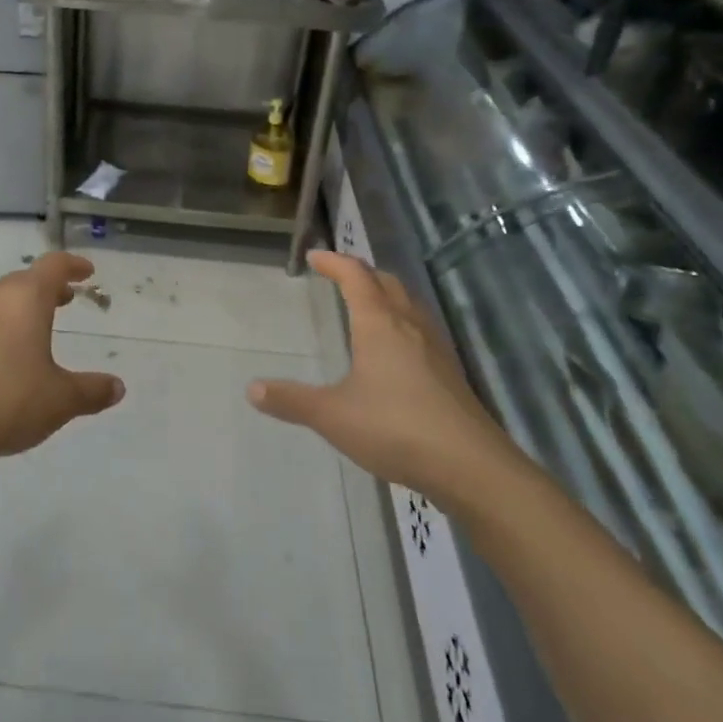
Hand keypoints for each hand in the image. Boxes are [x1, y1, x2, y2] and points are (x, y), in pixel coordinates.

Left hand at [0, 252, 124, 466]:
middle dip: (48, 288)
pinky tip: (1, 356)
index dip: (73, 265)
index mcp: (25, 298)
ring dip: (20, 307)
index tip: (87, 273)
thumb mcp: (60, 400)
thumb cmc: (6, 402)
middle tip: (66, 301)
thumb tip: (117, 388)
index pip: (53, 265)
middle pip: (24, 280)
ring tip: (35, 329)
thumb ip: (92, 391)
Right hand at [248, 251, 512, 494]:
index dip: (334, 262)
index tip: (315, 256)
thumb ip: (292, 401)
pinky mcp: (450, 372)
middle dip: (362, 272)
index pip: (356, 277)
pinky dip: (402, 319)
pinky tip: (396, 349)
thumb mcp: (332, 416)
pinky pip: (421, 328)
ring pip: (409, 304)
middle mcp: (410, 326)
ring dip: (386, 293)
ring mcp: (436, 348)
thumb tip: (252, 389)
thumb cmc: (395, 428)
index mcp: (380, 324)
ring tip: (367, 303)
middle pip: (387, 282)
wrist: (470, 465)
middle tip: (340, 275)